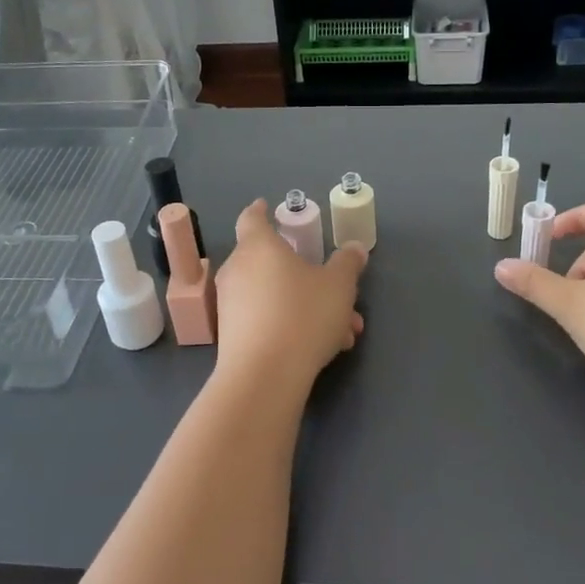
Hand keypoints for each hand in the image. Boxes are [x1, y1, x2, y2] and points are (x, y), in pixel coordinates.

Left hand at [214, 200, 365, 388]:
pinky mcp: (231, 336)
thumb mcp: (339, 286)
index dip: (261, 211)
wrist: (264, 376)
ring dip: (308, 307)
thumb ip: (347, 264)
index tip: (268, 207)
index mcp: (258, 246)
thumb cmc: (302, 315)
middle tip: (338, 294)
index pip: (252, 218)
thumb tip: (353, 249)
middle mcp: (237, 270)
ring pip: (276, 296)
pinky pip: (267, 320)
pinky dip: (291, 326)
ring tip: (343, 333)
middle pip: (272, 263)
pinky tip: (323, 349)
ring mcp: (231, 304)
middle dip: (308, 277)